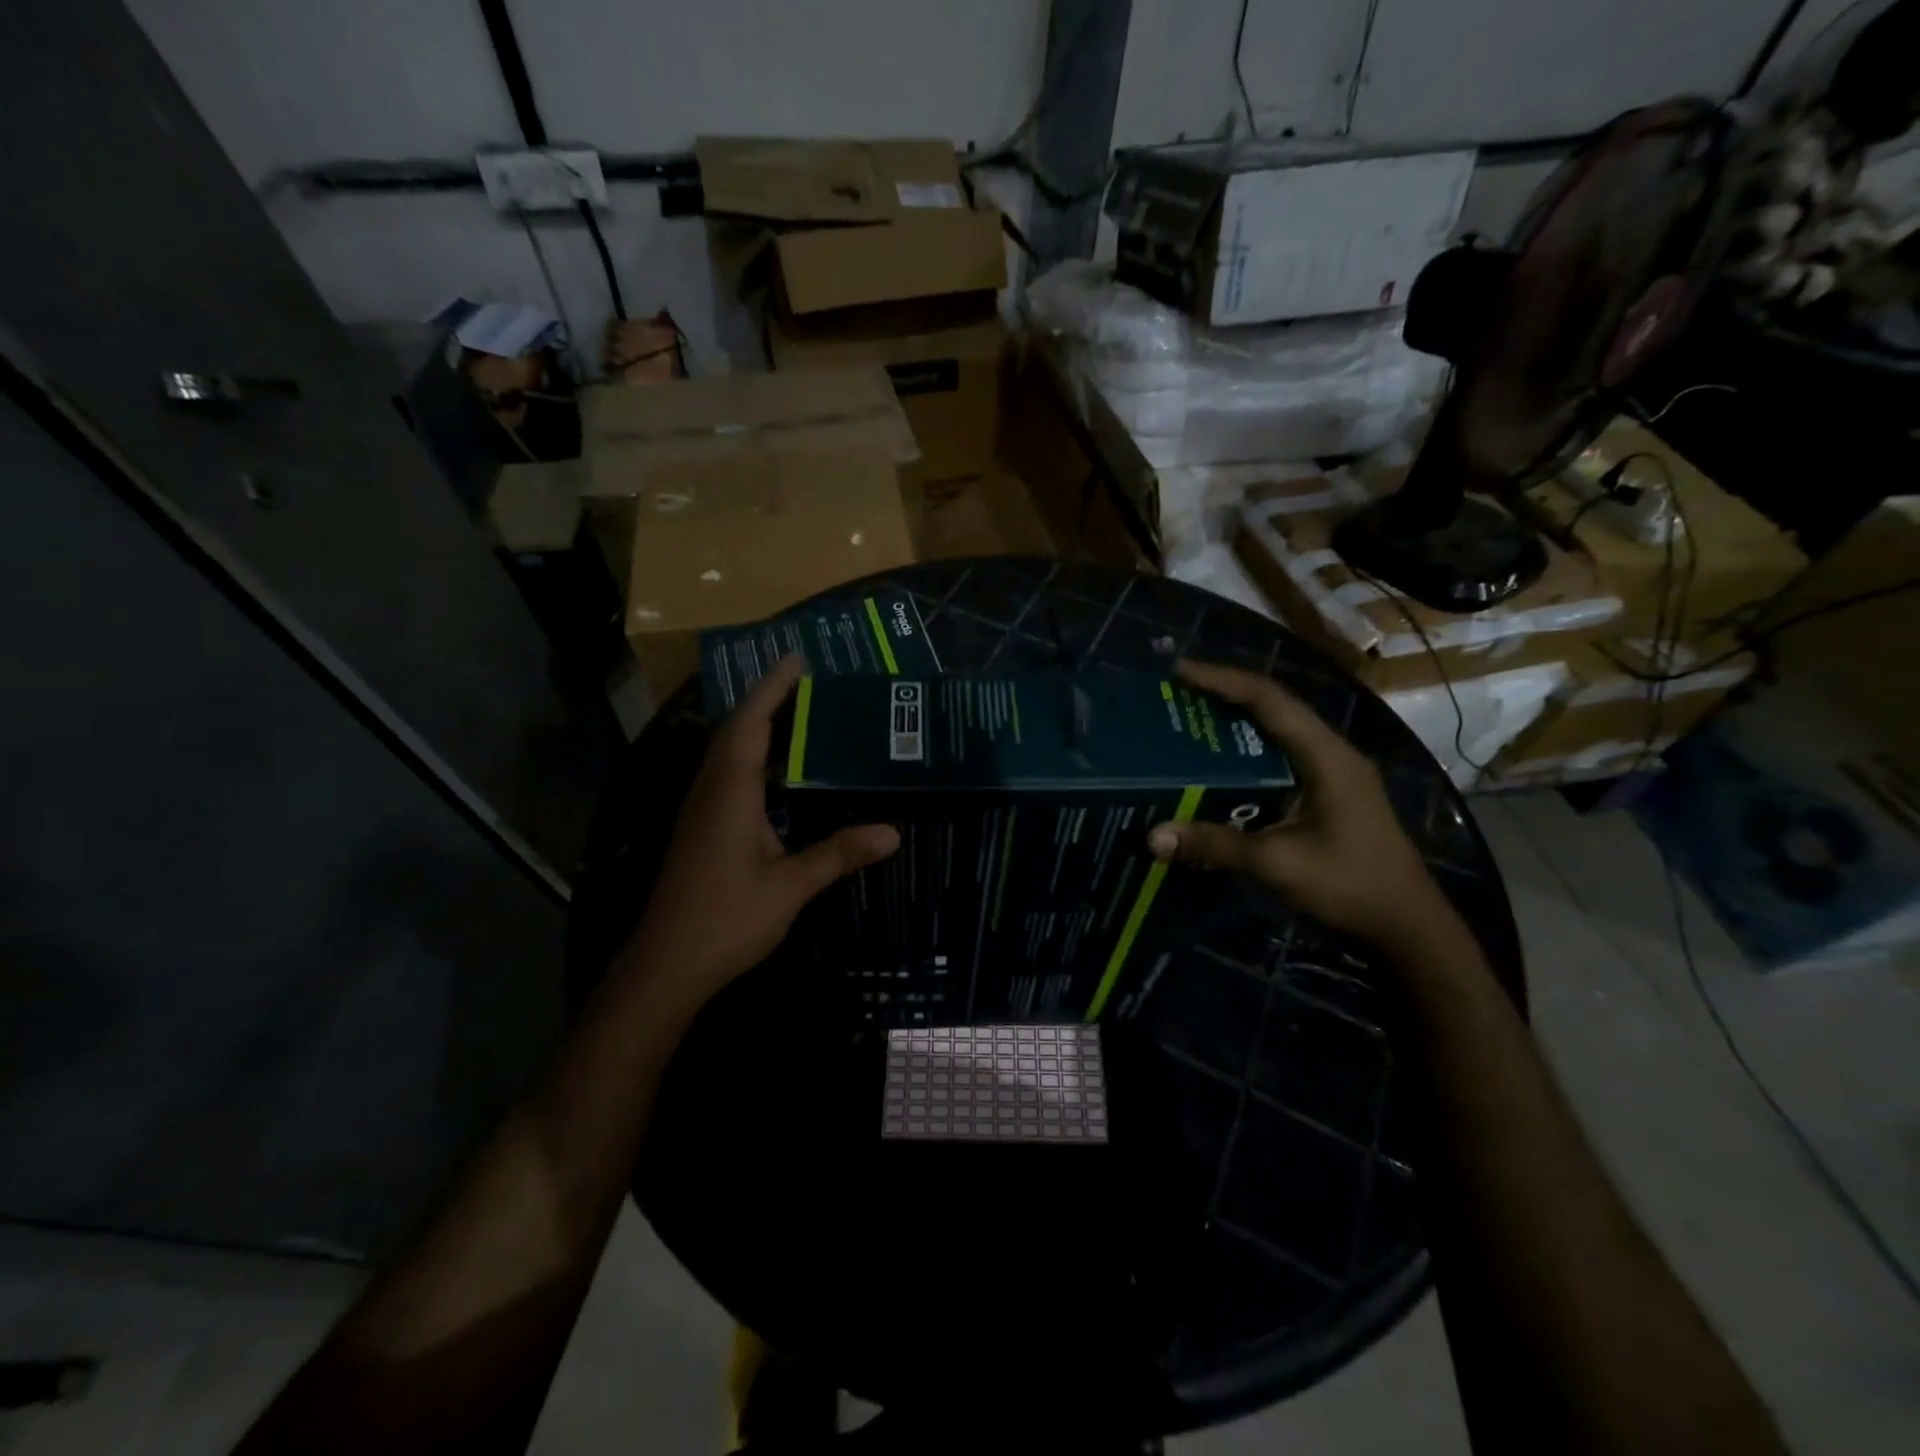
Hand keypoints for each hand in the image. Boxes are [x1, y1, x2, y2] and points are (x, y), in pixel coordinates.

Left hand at [621, 656, 898, 1002]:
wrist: (666, 964)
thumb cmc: (727, 918)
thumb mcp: (790, 886)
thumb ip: (838, 854)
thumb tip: (893, 833)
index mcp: (730, 791)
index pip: (751, 723)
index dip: (772, 688)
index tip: (797, 658)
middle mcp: (710, 790)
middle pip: (734, 729)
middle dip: (765, 699)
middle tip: (804, 681)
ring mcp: (699, 809)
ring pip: (725, 751)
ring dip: (754, 725)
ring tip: (794, 713)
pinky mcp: (698, 829)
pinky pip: (724, 773)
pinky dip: (749, 755)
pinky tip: (773, 771)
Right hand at [1147, 659, 1446, 947]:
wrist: (1408, 926)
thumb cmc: (1350, 885)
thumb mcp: (1277, 863)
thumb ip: (1215, 844)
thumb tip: (1152, 837)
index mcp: (1326, 755)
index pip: (1269, 700)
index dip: (1222, 680)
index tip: (1178, 672)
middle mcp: (1332, 753)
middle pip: (1274, 706)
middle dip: (1225, 694)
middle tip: (1176, 694)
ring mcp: (1335, 772)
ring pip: (1280, 730)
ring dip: (1238, 720)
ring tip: (1191, 719)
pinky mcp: (1330, 792)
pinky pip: (1283, 755)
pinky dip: (1249, 750)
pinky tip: (1221, 764)